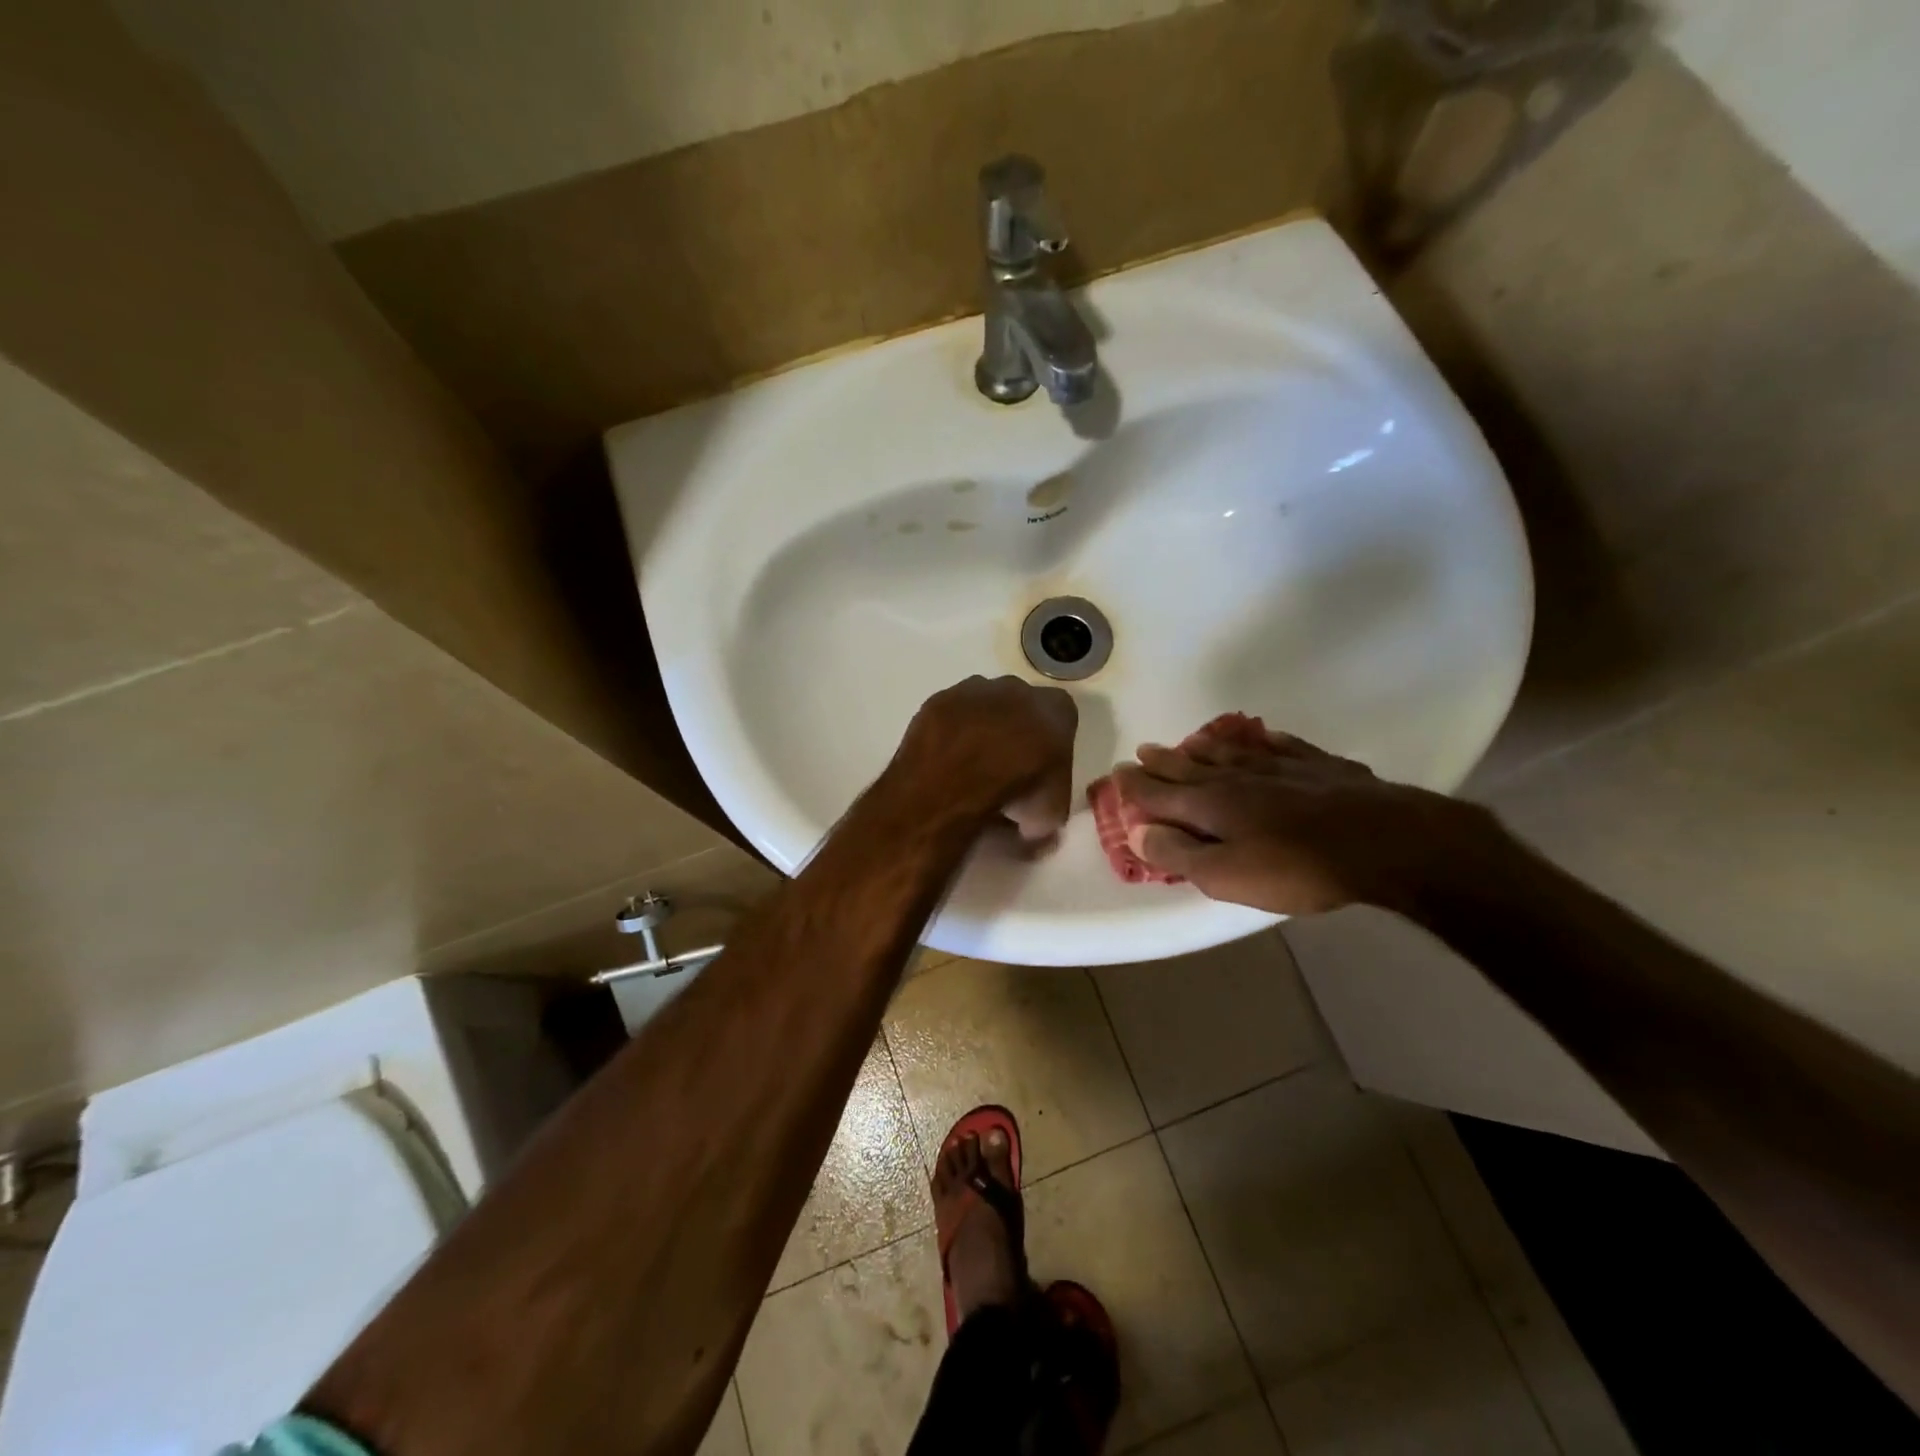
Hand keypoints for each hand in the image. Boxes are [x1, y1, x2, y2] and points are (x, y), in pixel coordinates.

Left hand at [894, 676, 1078, 845]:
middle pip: (1021, 708)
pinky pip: (950, 717)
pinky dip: (950, 735)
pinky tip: (945, 762)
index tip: (1042, 773)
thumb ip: (1049, 811)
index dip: (1052, 747)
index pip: (1063, 720)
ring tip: (970, 768)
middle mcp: (1017, 688)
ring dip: (980, 730)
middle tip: (1006, 770)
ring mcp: (973, 690)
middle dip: (1015, 732)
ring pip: (983, 708)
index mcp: (1055, 709)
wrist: (955, 781)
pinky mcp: (938, 700)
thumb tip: (1035, 828)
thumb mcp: (1049, 816)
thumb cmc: (1017, 792)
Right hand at [1111, 730, 1485, 914]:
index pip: (1160, 793)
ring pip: (1231, 752)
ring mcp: (1280, 767)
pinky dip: (1262, 741)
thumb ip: (1179, 853)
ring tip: (1188, 741)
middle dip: (1163, 762)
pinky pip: (1280, 746)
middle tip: (1142, 751)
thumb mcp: (1227, 876)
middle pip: (1191, 766)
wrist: (1384, 841)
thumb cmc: (1297, 867)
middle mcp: (1238, 778)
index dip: (1136, 786)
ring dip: (1204, 747)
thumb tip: (1137, 831)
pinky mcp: (1318, 766)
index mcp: (1211, 804)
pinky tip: (1260, 737)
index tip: (1117, 774)